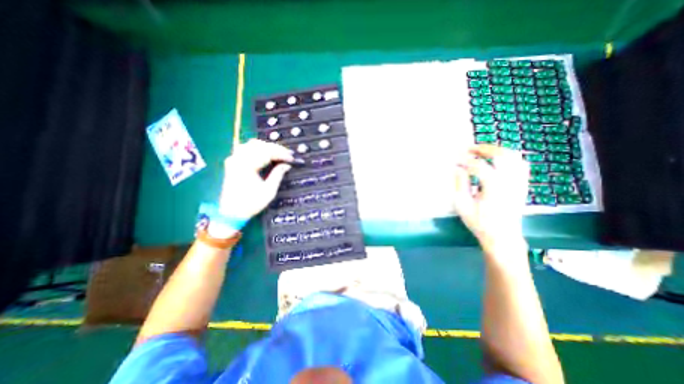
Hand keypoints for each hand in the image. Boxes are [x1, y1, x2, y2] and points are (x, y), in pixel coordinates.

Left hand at [220, 139, 293, 221]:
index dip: (281, 154)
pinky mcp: (233, 162)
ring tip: (278, 152)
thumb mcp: (268, 191)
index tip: (291, 158)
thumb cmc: (251, 203)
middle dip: (275, 148)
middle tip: (287, 154)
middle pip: (259, 145)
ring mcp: (234, 160)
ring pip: (251, 144)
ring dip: (266, 146)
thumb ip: (277, 175)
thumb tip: (286, 165)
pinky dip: (257, 149)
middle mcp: (238, 159)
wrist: (231, 212)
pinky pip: (245, 149)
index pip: (267, 153)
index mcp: (247, 166)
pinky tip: (265, 153)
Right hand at [456, 143, 531, 254]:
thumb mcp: (463, 205)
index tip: (455, 159)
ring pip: (514, 157)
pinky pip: (520, 164)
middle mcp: (510, 181)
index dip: (465, 161)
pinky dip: (508, 157)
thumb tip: (458, 169)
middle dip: (484, 149)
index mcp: (494, 187)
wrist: (502, 236)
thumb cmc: (479, 222)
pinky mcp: (523, 185)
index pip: (478, 166)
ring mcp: (519, 182)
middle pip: (501, 155)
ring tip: (482, 151)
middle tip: (470, 148)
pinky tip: (497, 159)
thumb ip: (460, 184)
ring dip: (497, 150)